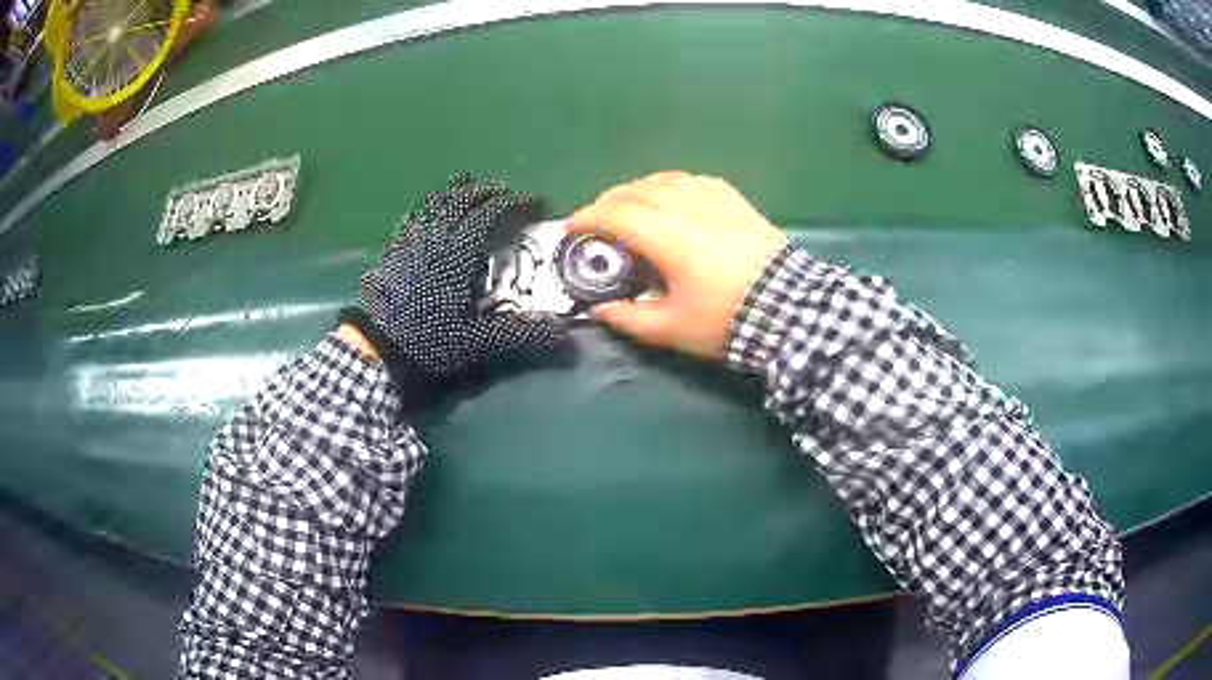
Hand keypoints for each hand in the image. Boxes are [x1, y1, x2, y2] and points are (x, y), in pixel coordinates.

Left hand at [342, 175, 567, 401]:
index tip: (537, 203)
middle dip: (490, 191)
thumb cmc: (429, 341)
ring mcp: (411, 239)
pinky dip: (429, 206)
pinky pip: (414, 216)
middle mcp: (436, 236)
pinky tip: (430, 211)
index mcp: (459, 252)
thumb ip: (521, 332)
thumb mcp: (478, 341)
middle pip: (464, 199)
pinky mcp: (394, 248)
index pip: (491, 212)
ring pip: (436, 201)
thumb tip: (565, 333)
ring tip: (472, 188)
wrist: (378, 348)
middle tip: (508, 195)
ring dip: (458, 191)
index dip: (516, 203)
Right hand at [568, 172, 787, 359]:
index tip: (569, 228)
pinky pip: (694, 180)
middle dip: (607, 202)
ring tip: (628, 204)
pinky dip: (672, 184)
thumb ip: (630, 318)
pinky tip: (671, 194)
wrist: (789, 309)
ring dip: (638, 188)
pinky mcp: (735, 202)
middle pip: (636, 191)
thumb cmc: (727, 320)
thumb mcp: (673, 329)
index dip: (587, 218)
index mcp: (667, 237)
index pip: (616, 215)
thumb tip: (599, 310)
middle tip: (594, 219)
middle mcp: (686, 208)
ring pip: (664, 180)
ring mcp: (714, 201)